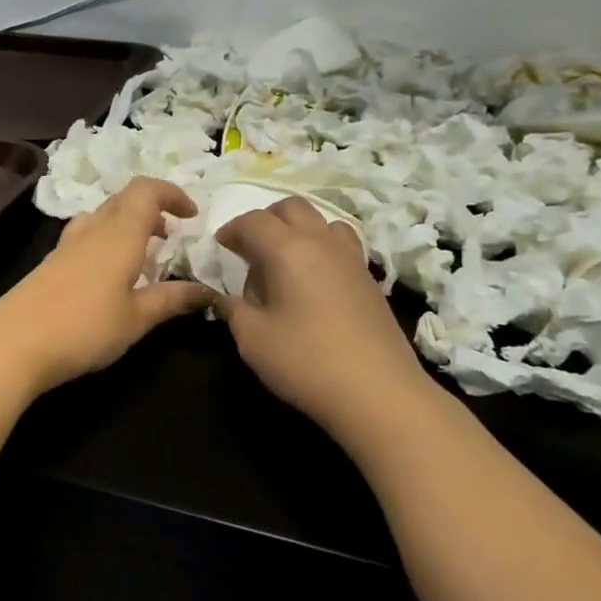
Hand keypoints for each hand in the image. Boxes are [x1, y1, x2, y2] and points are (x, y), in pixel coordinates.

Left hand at [0, 178, 213, 395]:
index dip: (172, 194)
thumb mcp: (136, 318)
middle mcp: (94, 229)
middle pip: (125, 199)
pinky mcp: (52, 261)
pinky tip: (111, 273)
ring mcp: (68, 244)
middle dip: (153, 208)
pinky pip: (87, 234)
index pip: (147, 190)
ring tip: (144, 253)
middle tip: (172, 235)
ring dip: (129, 223)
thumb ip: (171, 299)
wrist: (14, 342)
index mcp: (120, 233)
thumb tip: (207, 290)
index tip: (192, 216)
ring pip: (104, 215)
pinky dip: (108, 239)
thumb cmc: (84, 328)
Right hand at [215, 198, 431, 440]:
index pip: (253, 221)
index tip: (221, 247)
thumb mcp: (252, 338)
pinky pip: (341, 245)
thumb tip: (226, 298)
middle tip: (250, 249)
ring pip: (322, 222)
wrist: (379, 392)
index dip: (232, 230)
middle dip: (265, 220)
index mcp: (287, 249)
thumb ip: (233, 310)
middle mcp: (321, 242)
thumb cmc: (306, 361)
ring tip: (285, 261)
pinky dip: (321, 248)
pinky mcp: (370, 279)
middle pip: (291, 208)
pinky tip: (314, 281)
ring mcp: (351, 258)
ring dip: (298, 230)